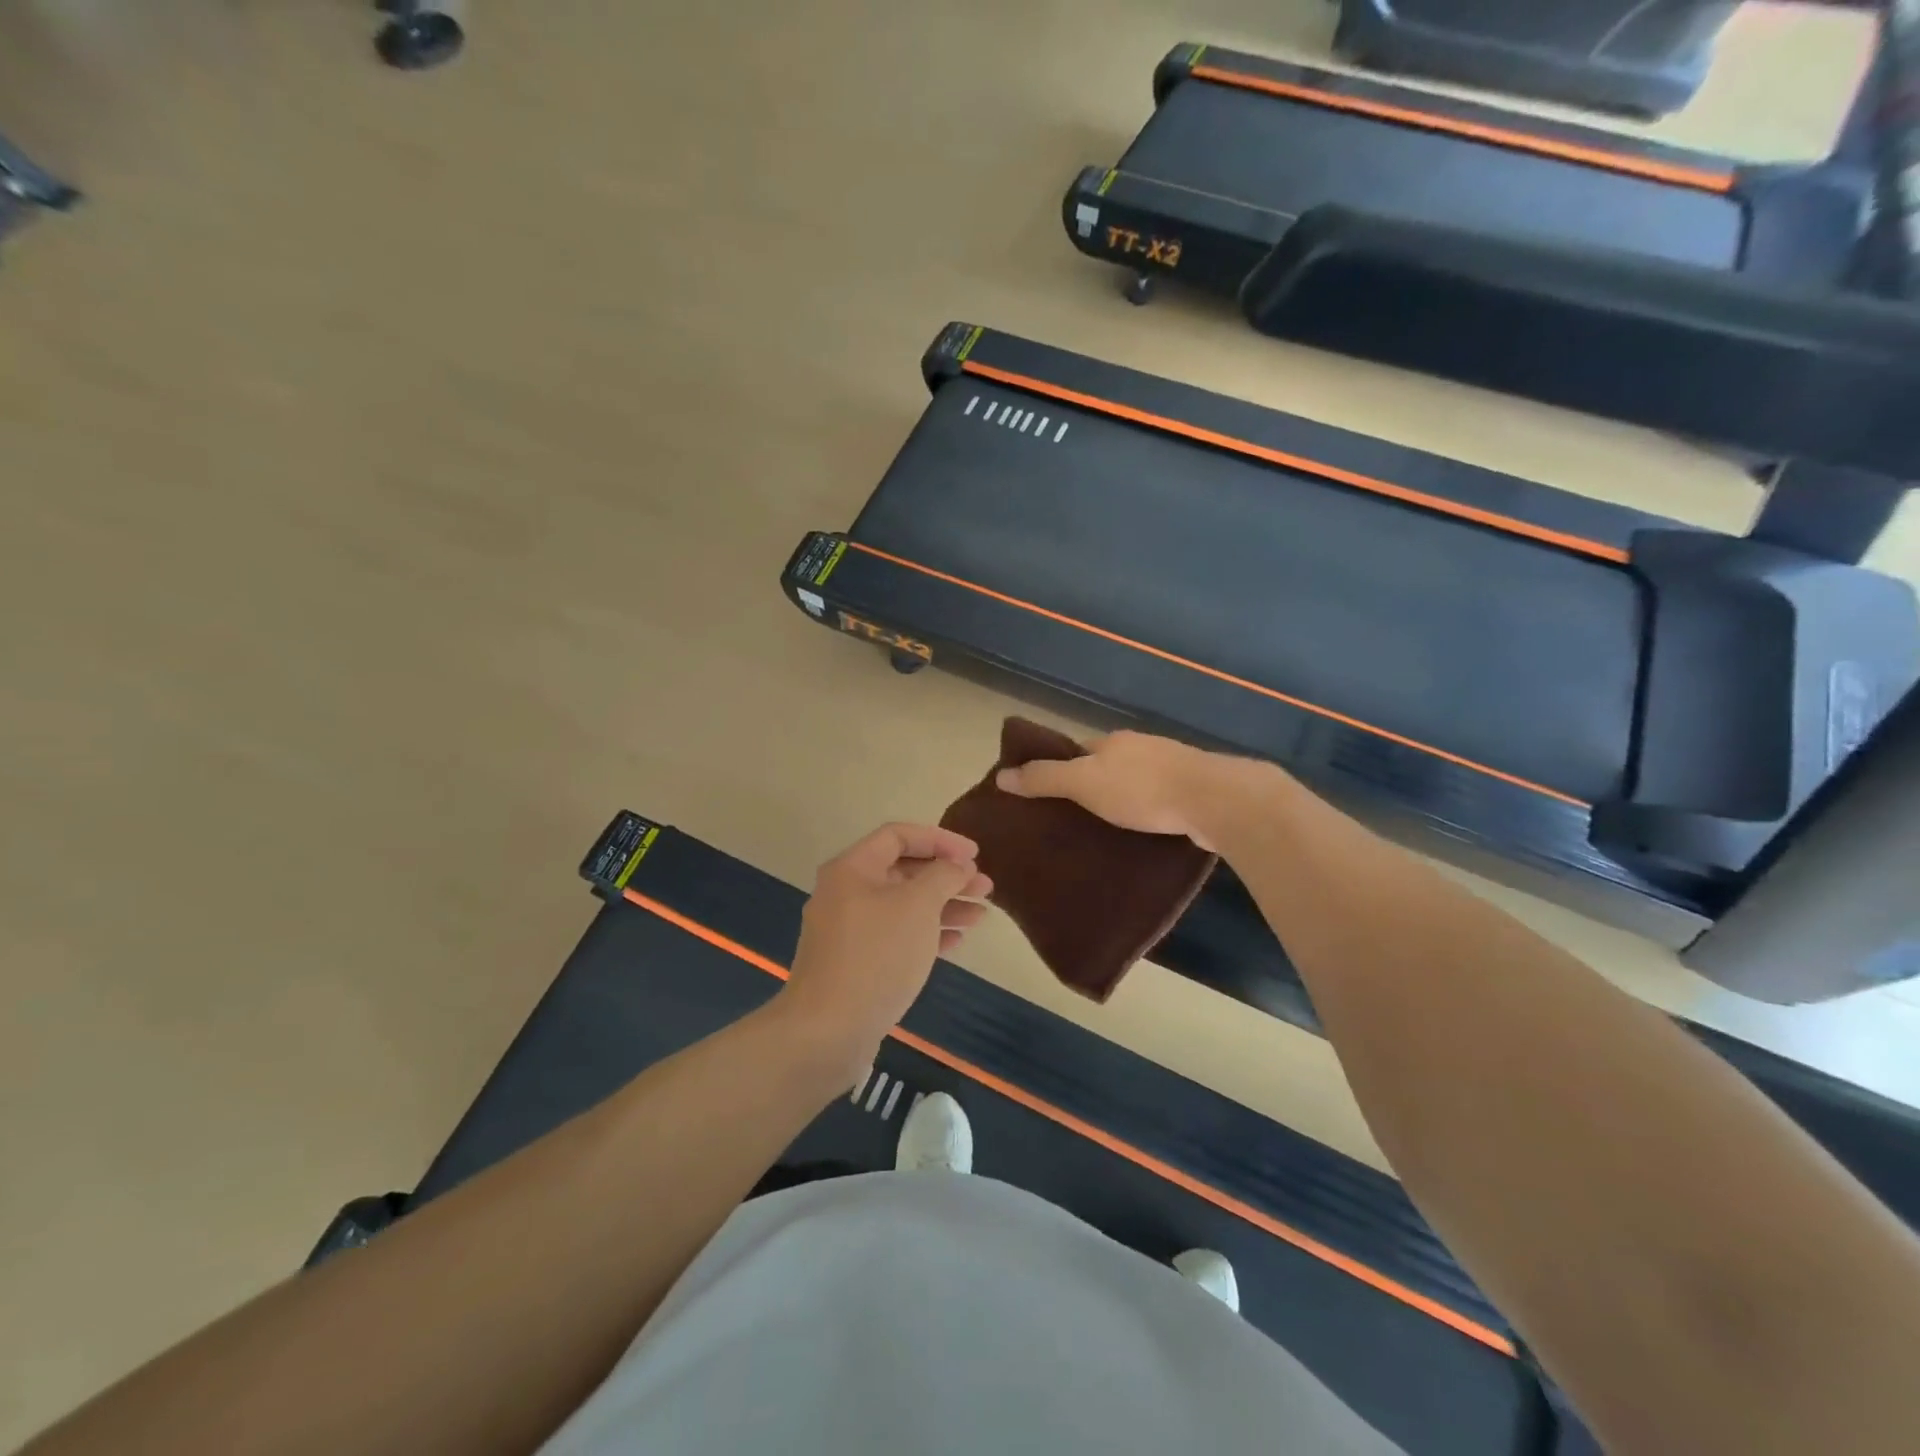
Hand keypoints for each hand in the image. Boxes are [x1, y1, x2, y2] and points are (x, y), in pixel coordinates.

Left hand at [778, 823, 991, 1076]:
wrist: (828, 1031)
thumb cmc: (877, 955)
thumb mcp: (918, 905)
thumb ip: (943, 876)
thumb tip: (958, 866)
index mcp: (852, 868)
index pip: (899, 835)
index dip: (940, 840)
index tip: (975, 856)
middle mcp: (845, 893)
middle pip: (902, 871)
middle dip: (946, 877)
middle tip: (985, 888)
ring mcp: (847, 931)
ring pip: (902, 906)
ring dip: (942, 906)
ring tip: (980, 916)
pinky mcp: (854, 963)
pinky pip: (895, 936)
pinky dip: (925, 934)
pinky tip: (955, 943)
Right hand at [995, 730, 1233, 848]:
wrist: (1214, 800)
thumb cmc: (1141, 788)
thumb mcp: (1083, 782)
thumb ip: (1044, 778)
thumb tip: (1002, 775)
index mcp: (1114, 741)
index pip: (1078, 751)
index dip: (1060, 769)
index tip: (1046, 796)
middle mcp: (1142, 749)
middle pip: (1107, 766)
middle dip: (1092, 788)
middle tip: (1071, 821)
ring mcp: (1172, 770)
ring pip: (1135, 785)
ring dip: (1121, 803)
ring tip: (1103, 834)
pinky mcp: (1194, 794)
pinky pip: (1160, 803)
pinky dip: (1147, 816)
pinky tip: (1142, 837)